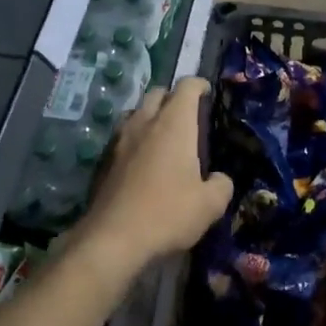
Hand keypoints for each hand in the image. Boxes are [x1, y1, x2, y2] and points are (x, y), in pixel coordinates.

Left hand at [76, 80, 232, 276]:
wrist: (111, 240)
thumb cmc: (167, 213)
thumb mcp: (209, 205)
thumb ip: (222, 186)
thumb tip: (220, 179)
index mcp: (174, 123)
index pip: (187, 86)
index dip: (199, 85)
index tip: (207, 93)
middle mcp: (145, 122)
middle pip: (157, 93)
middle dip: (172, 97)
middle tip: (185, 115)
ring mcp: (120, 140)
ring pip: (136, 113)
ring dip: (150, 117)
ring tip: (162, 137)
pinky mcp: (103, 161)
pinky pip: (122, 138)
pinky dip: (134, 141)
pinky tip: (141, 163)